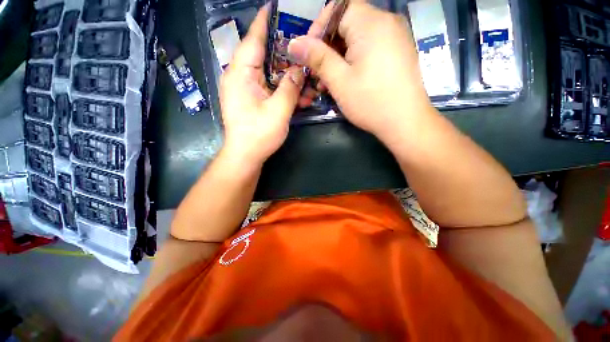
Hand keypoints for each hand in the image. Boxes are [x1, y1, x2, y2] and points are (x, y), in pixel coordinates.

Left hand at [220, 5, 304, 167]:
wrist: (246, 156)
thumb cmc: (258, 135)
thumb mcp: (278, 111)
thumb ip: (290, 88)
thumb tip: (299, 69)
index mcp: (241, 74)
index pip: (254, 38)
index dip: (266, 21)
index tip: (277, 7)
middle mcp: (242, 77)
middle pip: (265, 56)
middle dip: (286, 52)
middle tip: (304, 44)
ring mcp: (248, 90)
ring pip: (271, 74)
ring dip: (290, 77)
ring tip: (309, 78)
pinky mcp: (254, 100)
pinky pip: (271, 88)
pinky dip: (285, 90)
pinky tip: (301, 96)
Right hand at [287, 0, 431, 138]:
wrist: (405, 122)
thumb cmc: (371, 102)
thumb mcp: (340, 81)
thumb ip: (317, 58)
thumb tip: (294, 43)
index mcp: (371, 24)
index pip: (338, 8)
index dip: (319, 27)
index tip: (309, 53)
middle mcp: (386, 23)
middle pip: (348, 23)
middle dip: (327, 46)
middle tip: (317, 73)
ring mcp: (395, 38)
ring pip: (358, 38)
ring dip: (339, 57)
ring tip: (329, 81)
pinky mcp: (397, 53)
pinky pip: (370, 48)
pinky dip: (354, 60)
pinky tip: (347, 80)